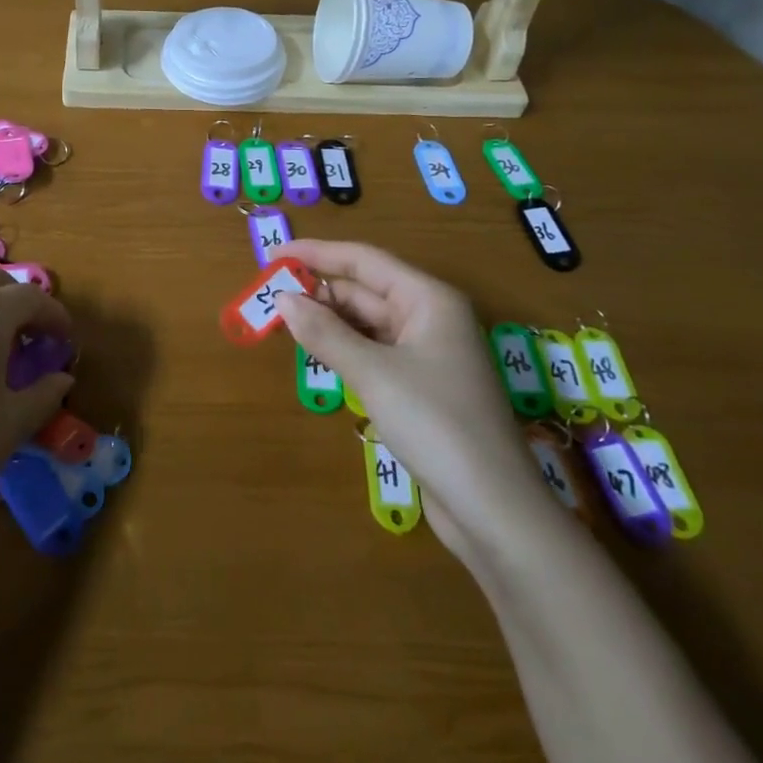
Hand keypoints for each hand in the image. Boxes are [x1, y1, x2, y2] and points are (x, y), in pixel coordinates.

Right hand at [274, 240, 545, 555]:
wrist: (493, 508)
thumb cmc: (435, 423)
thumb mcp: (373, 373)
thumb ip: (325, 332)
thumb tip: (282, 299)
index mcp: (428, 299)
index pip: (364, 260)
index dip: (316, 254)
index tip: (273, 256)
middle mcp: (430, 317)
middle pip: (365, 291)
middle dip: (319, 292)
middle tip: (269, 300)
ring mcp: (427, 354)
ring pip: (367, 324)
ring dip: (328, 322)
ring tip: (284, 324)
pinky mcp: (421, 387)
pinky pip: (374, 353)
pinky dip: (344, 349)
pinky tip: (317, 354)